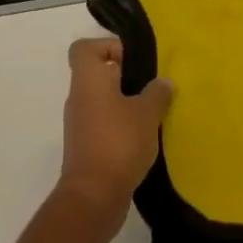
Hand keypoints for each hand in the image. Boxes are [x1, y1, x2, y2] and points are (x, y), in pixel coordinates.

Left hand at [58, 37, 171, 222]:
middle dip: (125, 76)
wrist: (93, 196)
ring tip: (153, 113)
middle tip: (152, 86)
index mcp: (87, 79)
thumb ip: (157, 93)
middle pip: (97, 73)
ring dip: (125, 103)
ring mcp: (80, 122)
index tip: (133, 59)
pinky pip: (103, 123)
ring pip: (102, 100)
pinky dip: (121, 126)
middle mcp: (79, 96)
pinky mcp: (86, 146)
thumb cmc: (118, 142)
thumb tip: (163, 82)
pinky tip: (144, 137)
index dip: (106, 46)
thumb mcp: (146, 114)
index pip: (84, 48)